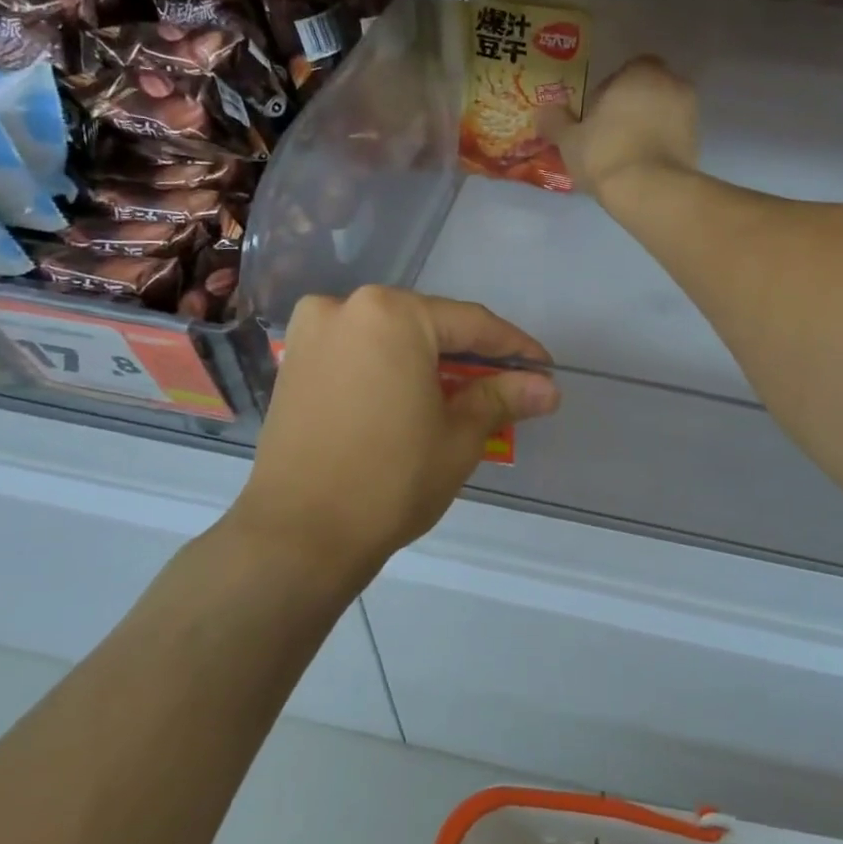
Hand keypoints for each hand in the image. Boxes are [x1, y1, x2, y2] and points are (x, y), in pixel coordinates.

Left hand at [228, 289, 560, 591]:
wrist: (298, 536)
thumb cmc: (390, 480)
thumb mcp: (459, 436)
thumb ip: (503, 398)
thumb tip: (548, 387)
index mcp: (391, 313)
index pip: (471, 324)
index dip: (514, 348)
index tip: (544, 369)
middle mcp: (346, 307)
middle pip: (427, 325)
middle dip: (470, 356)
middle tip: (507, 386)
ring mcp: (313, 333)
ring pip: (391, 337)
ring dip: (429, 362)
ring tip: (462, 396)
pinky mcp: (294, 363)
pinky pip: (359, 353)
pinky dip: (391, 369)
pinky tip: (412, 397)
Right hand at [539, 55, 699, 203]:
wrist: (650, 192)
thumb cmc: (606, 153)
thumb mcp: (570, 140)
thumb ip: (555, 121)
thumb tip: (542, 112)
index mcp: (642, 71)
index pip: (625, 70)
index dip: (608, 91)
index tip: (594, 115)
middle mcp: (672, 84)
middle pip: (646, 91)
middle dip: (630, 107)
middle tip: (607, 134)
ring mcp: (690, 114)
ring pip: (661, 114)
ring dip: (646, 127)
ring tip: (623, 154)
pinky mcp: (698, 143)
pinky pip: (672, 137)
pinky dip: (659, 146)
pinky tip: (640, 167)